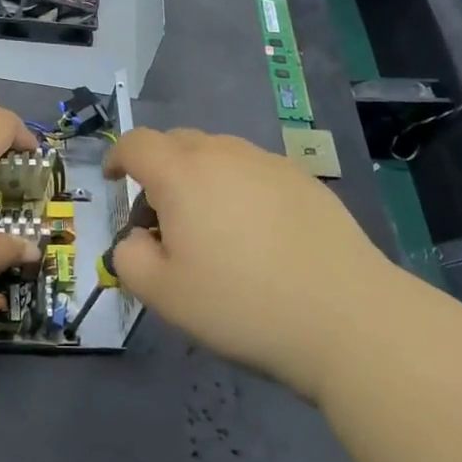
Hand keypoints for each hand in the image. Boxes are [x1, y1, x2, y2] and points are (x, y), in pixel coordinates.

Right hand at [104, 128, 389, 401]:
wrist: (348, 317)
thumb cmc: (243, 305)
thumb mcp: (165, 296)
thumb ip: (130, 260)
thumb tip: (135, 240)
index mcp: (182, 174)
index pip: (137, 144)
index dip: (118, 157)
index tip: (114, 180)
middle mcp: (223, 154)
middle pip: (177, 143)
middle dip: (158, 172)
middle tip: (162, 220)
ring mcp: (269, 163)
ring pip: (218, 155)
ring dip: (200, 179)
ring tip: (212, 229)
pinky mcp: (305, 180)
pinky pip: (255, 171)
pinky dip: (239, 189)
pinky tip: (258, 235)